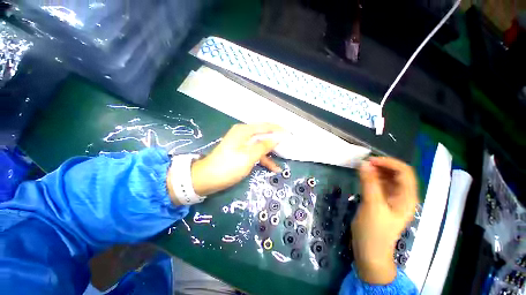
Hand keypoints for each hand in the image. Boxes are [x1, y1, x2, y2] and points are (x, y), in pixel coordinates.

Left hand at [189, 123, 283, 195]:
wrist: (207, 179)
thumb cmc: (228, 167)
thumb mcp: (248, 156)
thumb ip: (264, 145)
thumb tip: (278, 137)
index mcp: (245, 131)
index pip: (267, 126)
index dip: (280, 130)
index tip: (291, 135)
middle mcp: (244, 133)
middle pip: (264, 134)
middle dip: (277, 141)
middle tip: (290, 147)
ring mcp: (242, 143)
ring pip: (261, 145)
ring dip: (271, 153)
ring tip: (284, 159)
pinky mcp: (241, 151)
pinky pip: (255, 152)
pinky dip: (263, 158)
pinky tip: (273, 167)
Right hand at [351, 157, 417, 284]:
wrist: (370, 250)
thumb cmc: (374, 230)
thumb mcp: (372, 205)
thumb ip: (369, 183)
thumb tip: (364, 163)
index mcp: (407, 197)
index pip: (404, 172)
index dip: (389, 163)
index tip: (369, 161)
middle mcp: (403, 196)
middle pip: (397, 173)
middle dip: (381, 166)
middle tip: (363, 164)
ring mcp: (392, 199)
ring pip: (387, 178)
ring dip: (376, 171)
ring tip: (361, 168)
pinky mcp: (382, 201)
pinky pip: (379, 184)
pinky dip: (371, 178)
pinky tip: (362, 177)